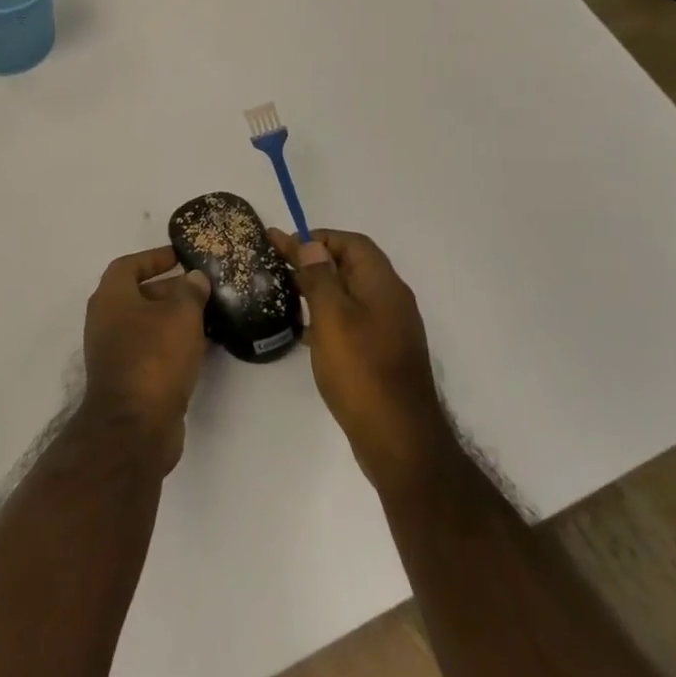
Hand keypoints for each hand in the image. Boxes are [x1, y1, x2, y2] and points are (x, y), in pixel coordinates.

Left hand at [79, 246, 210, 472]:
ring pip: (145, 325)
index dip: (154, 257)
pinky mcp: (126, 378)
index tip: (180, 256)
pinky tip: (199, 348)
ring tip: (207, 316)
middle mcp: (105, 320)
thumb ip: (190, 292)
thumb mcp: (181, 316)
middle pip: (137, 294)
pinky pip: (150, 350)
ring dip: (172, 319)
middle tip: (201, 289)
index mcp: (110, 297)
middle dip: (169, 289)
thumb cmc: (155, 358)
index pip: (129, 265)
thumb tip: (194, 278)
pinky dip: (171, 344)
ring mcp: (113, 351)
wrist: (135, 426)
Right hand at [268, 228, 440, 479]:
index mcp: (383, 285)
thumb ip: (320, 277)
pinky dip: (329, 313)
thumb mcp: (332, 317)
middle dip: (315, 259)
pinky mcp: (383, 353)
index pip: (352, 243)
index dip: (319, 237)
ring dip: (320, 286)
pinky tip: (306, 329)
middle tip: (276, 263)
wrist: (398, 439)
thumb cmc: (361, 370)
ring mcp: (390, 329)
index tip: (284, 244)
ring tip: (285, 291)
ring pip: (351, 293)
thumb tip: (311, 245)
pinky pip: (353, 319)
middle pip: (352, 266)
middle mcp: (391, 300)